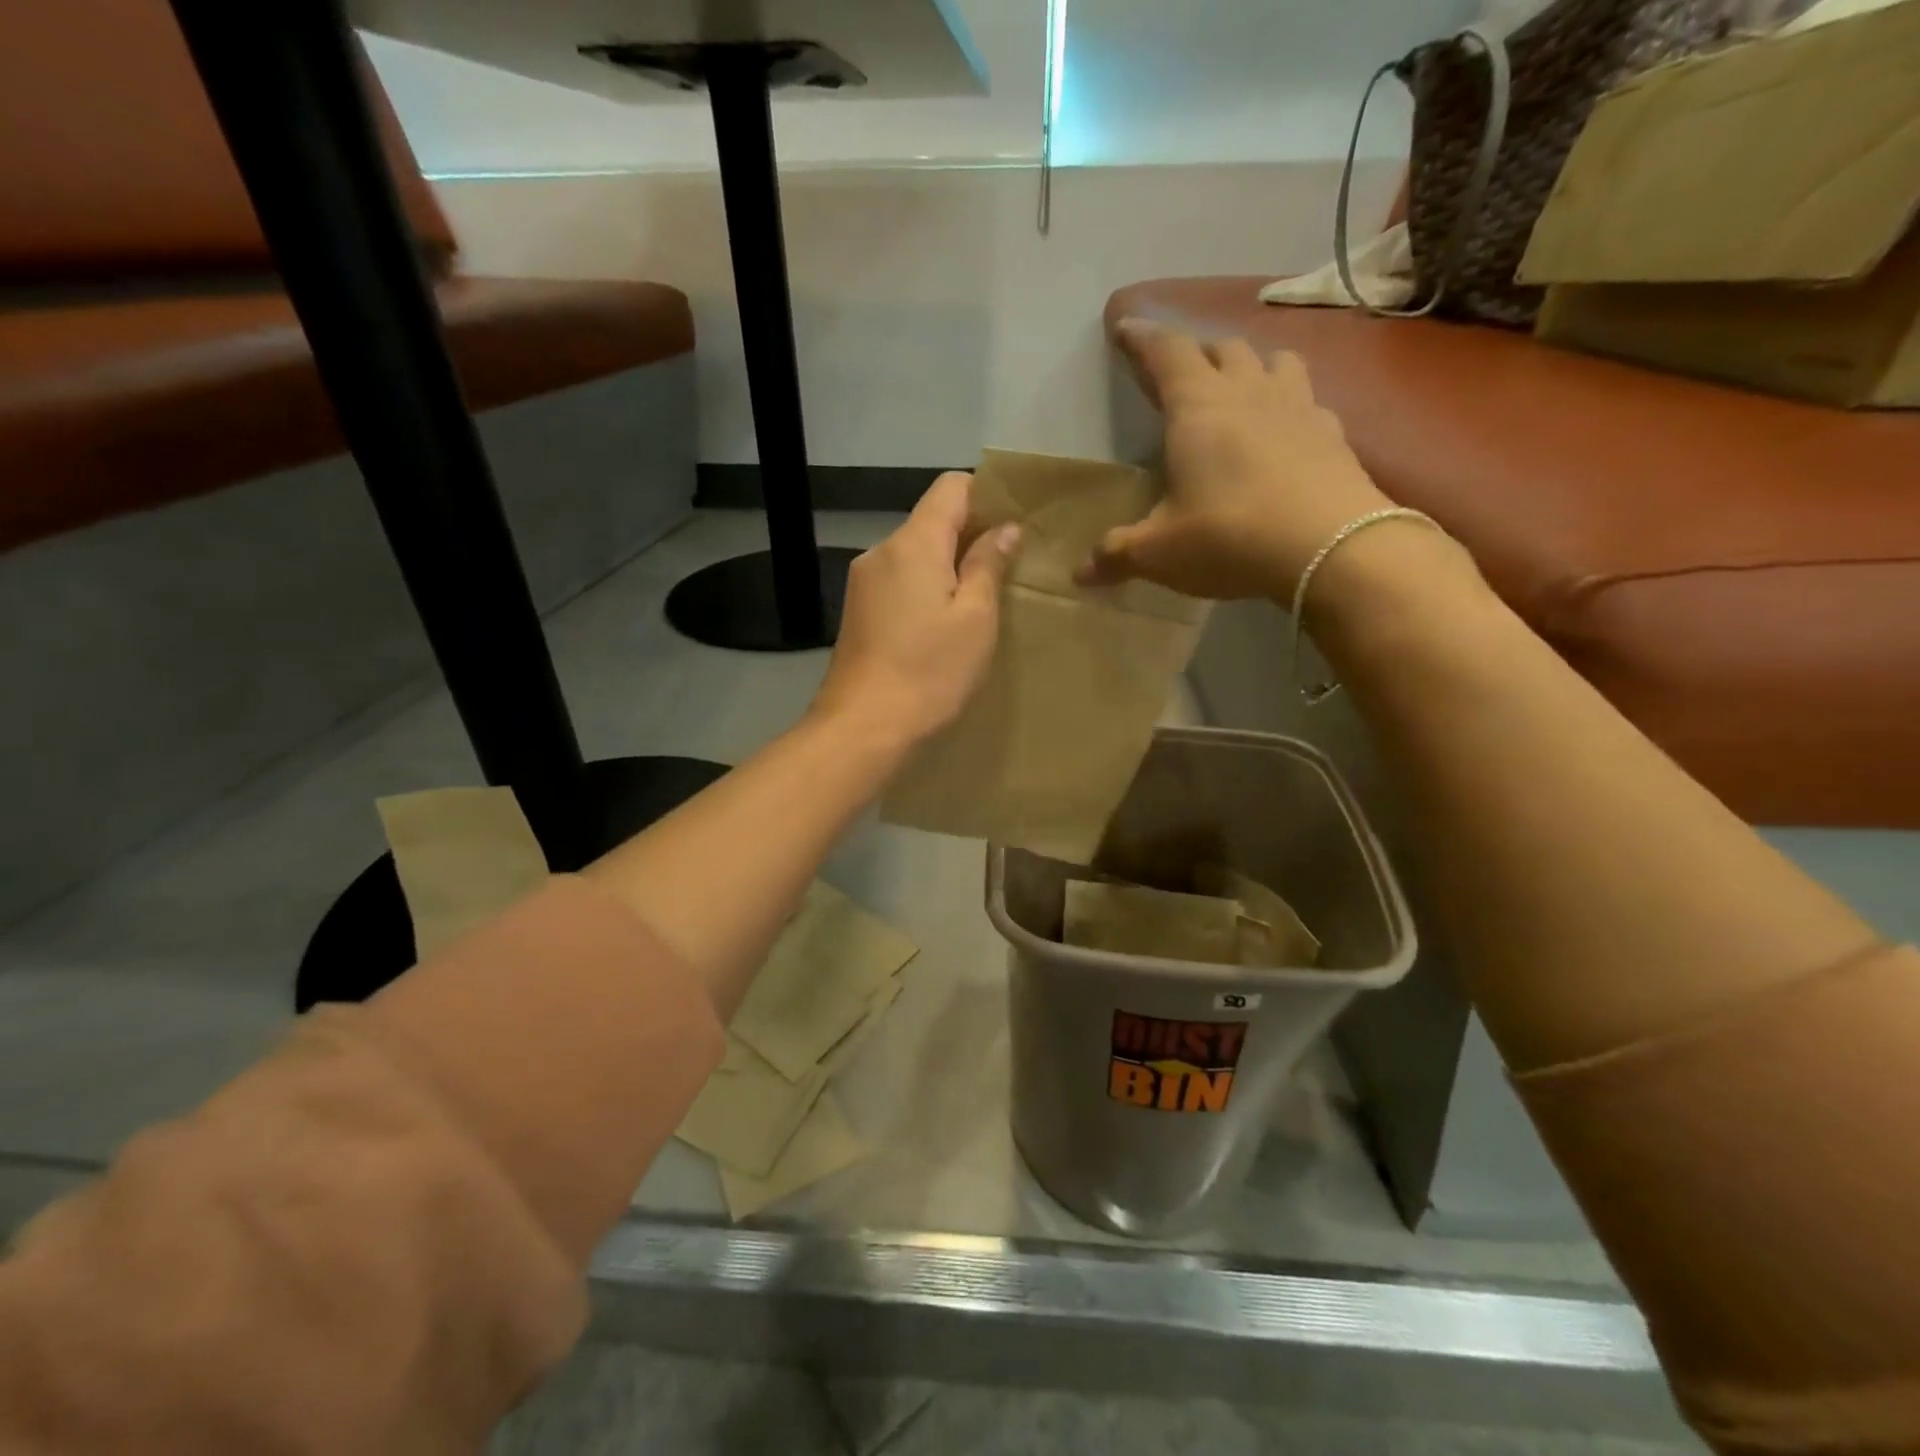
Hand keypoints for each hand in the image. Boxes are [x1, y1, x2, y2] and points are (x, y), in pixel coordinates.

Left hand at [810, 472, 1019, 749]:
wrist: (863, 727)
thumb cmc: (929, 672)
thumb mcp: (974, 619)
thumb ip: (988, 565)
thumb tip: (1004, 528)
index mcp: (913, 543)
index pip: (951, 487)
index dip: (986, 497)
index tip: (1013, 528)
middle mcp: (882, 551)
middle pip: (931, 521)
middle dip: (969, 536)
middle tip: (1006, 571)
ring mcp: (863, 582)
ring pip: (915, 554)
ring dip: (947, 567)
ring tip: (976, 604)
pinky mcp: (857, 610)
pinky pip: (899, 581)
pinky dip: (924, 589)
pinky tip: (940, 626)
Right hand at [1081, 321, 1391, 599]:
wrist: (1331, 548)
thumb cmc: (1229, 537)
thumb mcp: (1159, 552)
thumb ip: (1117, 554)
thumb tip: (1080, 574)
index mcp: (1197, 407)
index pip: (1165, 352)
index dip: (1142, 337)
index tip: (1124, 325)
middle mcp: (1248, 392)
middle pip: (1221, 347)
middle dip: (1194, 350)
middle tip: (1177, 368)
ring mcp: (1298, 406)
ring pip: (1273, 359)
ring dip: (1250, 363)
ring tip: (1239, 383)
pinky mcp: (1333, 433)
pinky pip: (1308, 399)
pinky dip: (1290, 402)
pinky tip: (1286, 427)